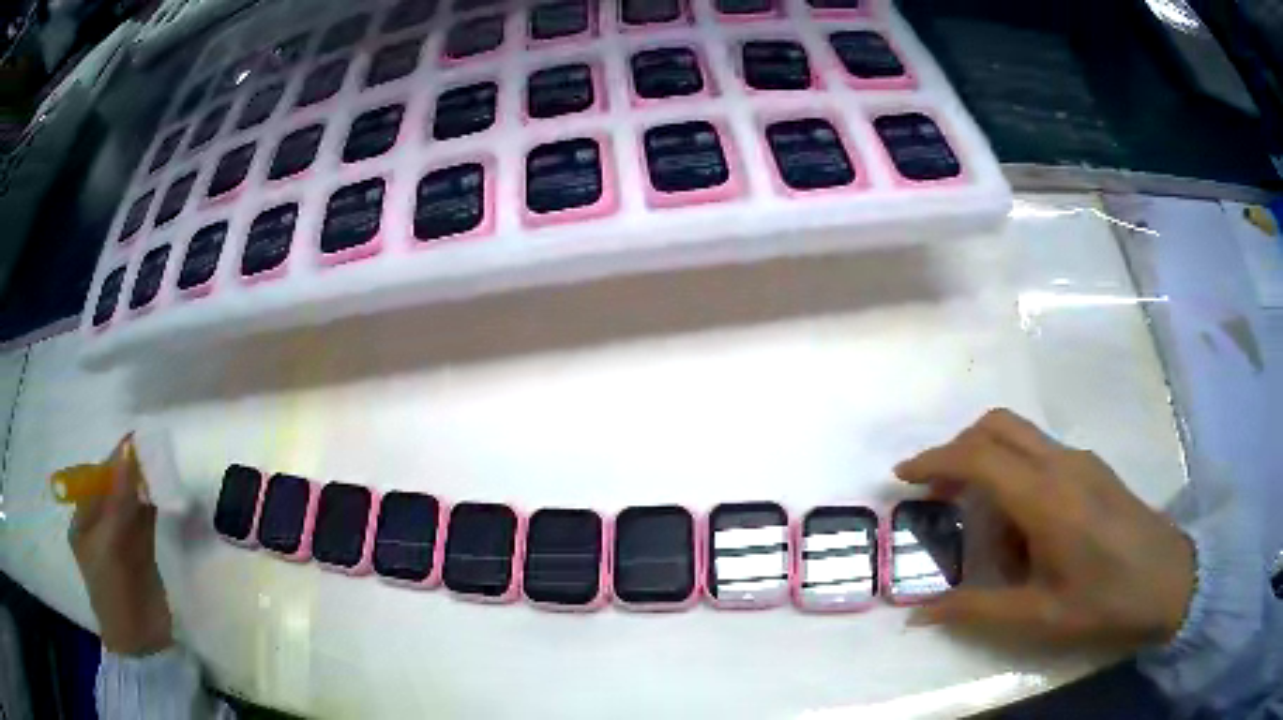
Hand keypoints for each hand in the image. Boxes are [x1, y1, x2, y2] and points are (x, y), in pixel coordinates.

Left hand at [67, 437, 172, 655]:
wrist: (143, 647)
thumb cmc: (114, 595)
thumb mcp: (110, 546)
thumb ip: (119, 500)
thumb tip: (128, 451)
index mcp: (83, 523)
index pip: (96, 481)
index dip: (113, 462)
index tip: (135, 441)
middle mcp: (100, 526)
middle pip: (114, 490)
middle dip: (130, 471)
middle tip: (153, 449)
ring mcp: (122, 541)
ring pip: (131, 503)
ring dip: (143, 485)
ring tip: (161, 463)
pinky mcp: (142, 553)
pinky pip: (145, 520)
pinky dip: (153, 503)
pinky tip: (164, 489)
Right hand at [896, 409, 1194, 650]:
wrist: (1169, 579)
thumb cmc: (1105, 601)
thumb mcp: (1039, 616)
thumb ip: (976, 610)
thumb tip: (917, 615)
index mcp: (1046, 498)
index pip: (978, 457)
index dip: (935, 460)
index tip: (902, 477)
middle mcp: (1061, 464)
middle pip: (997, 426)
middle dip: (957, 448)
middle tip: (935, 491)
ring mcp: (1080, 460)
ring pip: (1019, 434)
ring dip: (987, 460)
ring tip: (979, 520)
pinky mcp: (1092, 468)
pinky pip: (1040, 452)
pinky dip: (1014, 471)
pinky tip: (1023, 524)